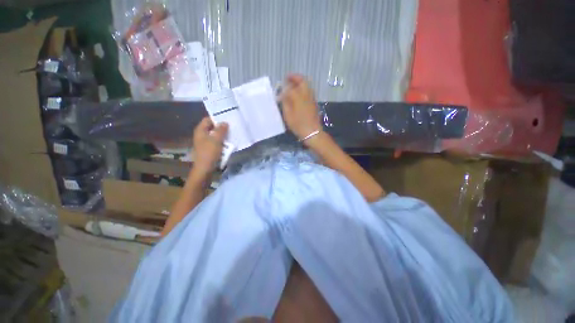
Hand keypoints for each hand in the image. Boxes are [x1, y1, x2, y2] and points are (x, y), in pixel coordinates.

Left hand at [191, 117, 227, 175]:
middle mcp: (201, 135)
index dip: (217, 118)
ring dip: (223, 135)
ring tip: (232, 134)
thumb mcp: (216, 140)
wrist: (205, 169)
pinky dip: (222, 141)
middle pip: (212, 127)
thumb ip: (221, 130)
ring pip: (215, 135)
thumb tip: (225, 122)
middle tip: (232, 127)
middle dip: (221, 127)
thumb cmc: (209, 152)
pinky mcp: (208, 149)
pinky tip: (229, 143)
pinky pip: (216, 142)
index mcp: (200, 130)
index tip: (227, 119)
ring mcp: (205, 142)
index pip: (208, 119)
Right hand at [280, 74, 321, 140]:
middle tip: (288, 78)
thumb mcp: (288, 115)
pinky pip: (309, 91)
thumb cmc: (298, 125)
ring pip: (306, 85)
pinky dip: (303, 88)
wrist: (312, 132)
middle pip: (302, 80)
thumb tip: (283, 94)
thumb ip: (285, 102)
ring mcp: (311, 98)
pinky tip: (298, 94)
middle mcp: (306, 94)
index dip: (284, 86)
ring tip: (293, 85)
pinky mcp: (314, 103)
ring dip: (299, 82)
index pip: (290, 86)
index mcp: (298, 97)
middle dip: (294, 77)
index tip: (280, 86)